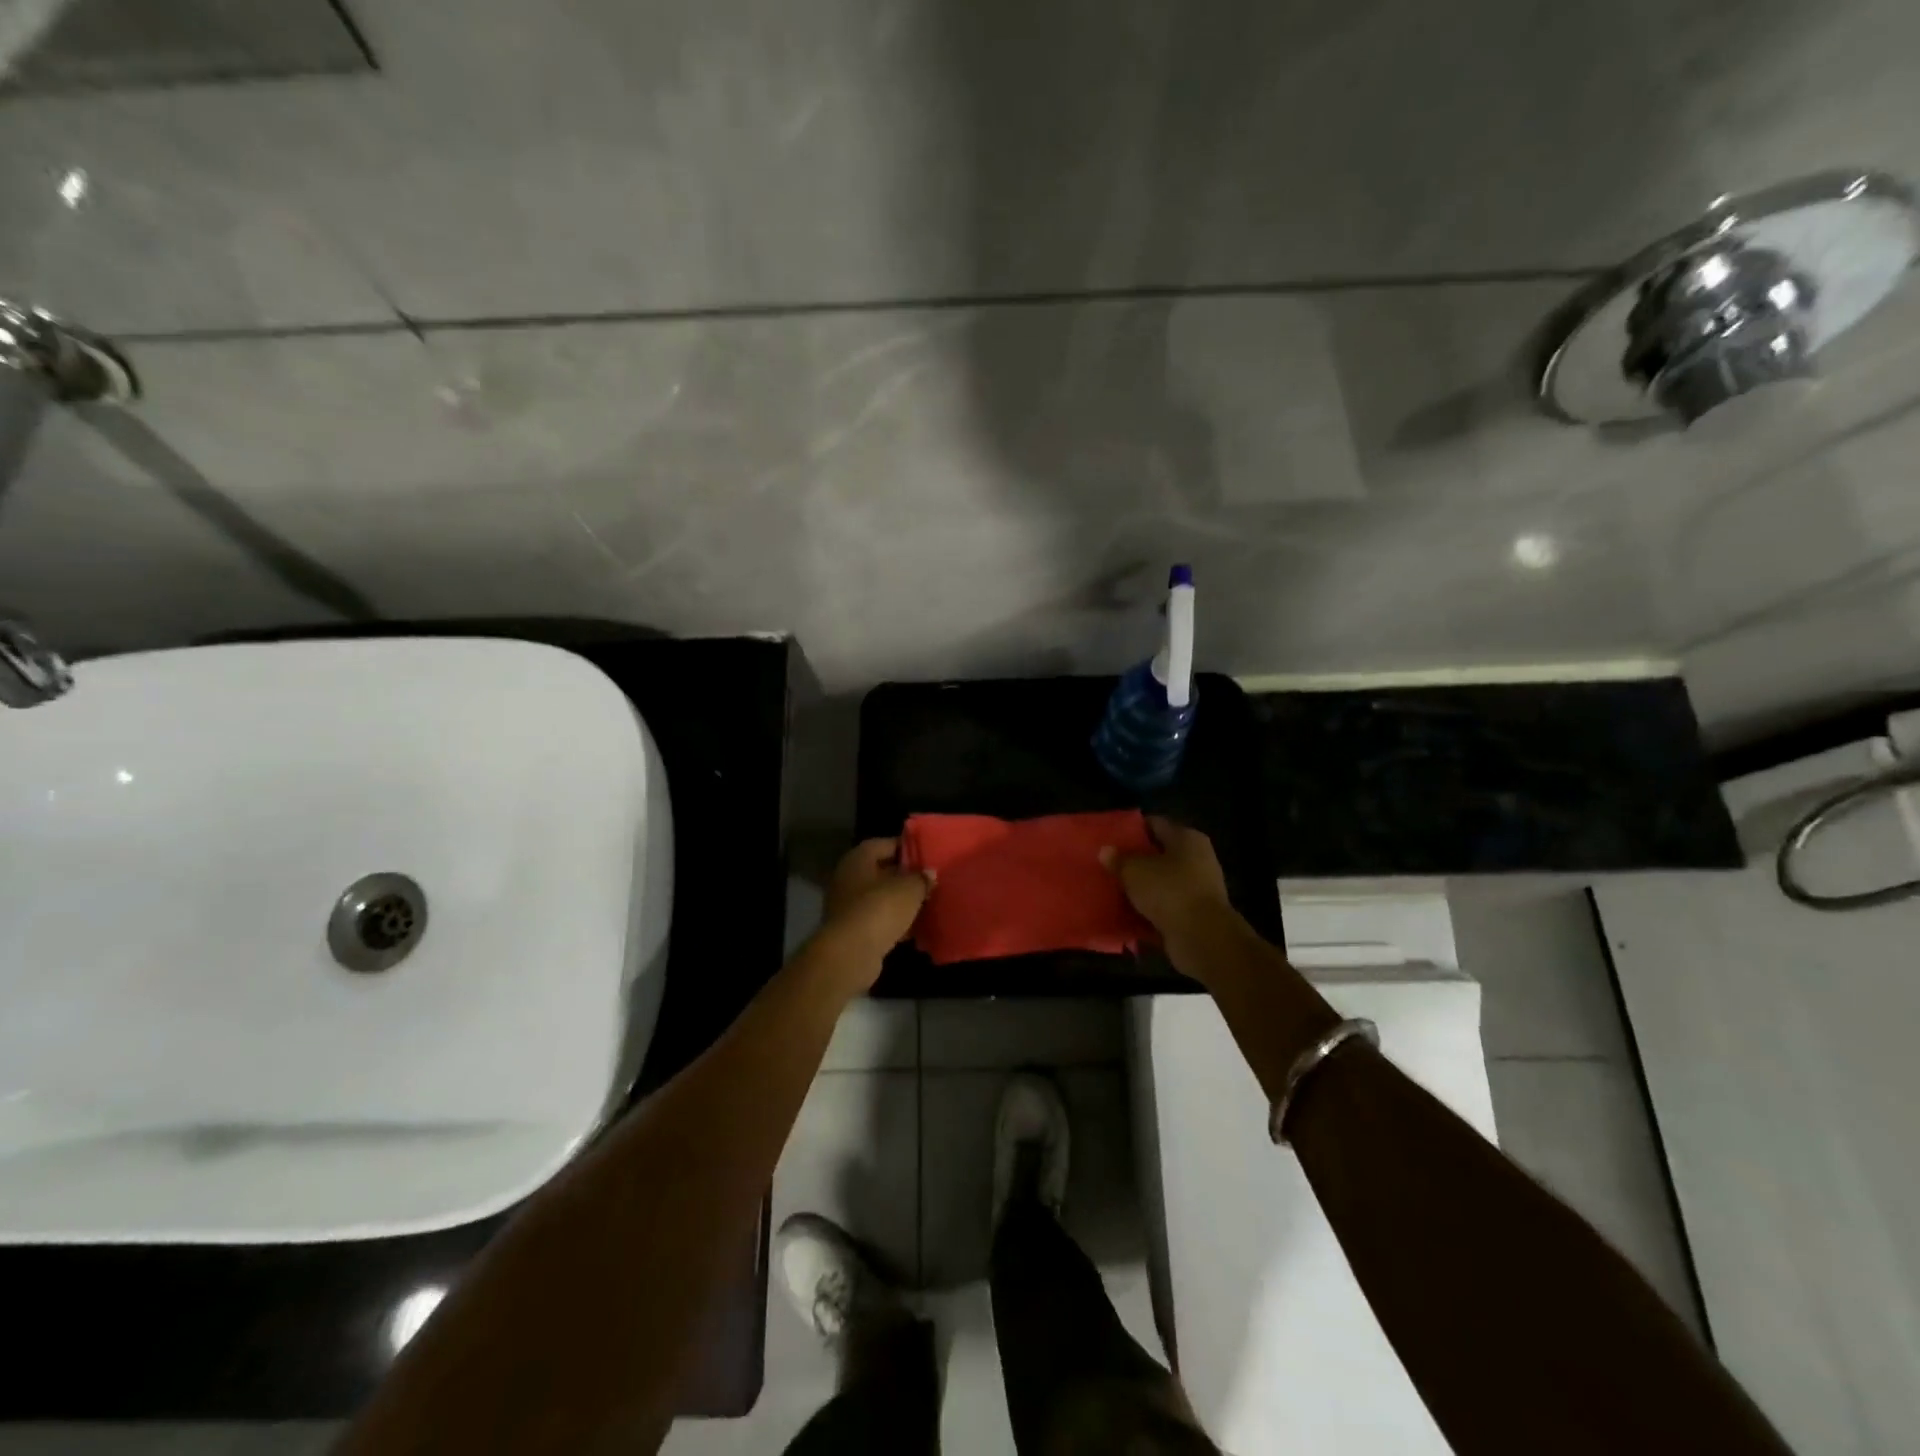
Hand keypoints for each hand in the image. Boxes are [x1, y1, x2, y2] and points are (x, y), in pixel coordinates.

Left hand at [818, 838, 932, 968]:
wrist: (850, 954)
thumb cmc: (879, 909)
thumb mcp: (910, 889)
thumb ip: (921, 878)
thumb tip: (929, 873)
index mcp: (858, 859)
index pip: (885, 844)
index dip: (907, 847)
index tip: (928, 854)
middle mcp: (848, 878)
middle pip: (881, 872)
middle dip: (905, 877)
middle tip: (930, 880)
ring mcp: (847, 906)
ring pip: (880, 898)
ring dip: (901, 902)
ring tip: (927, 904)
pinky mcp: (852, 931)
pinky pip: (878, 921)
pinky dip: (894, 924)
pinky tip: (915, 930)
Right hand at [1103, 816, 1235, 947]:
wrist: (1202, 938)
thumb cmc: (1169, 891)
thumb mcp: (1134, 870)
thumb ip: (1118, 859)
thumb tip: (1105, 850)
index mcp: (1186, 838)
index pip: (1155, 824)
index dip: (1131, 829)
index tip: (1109, 837)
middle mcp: (1197, 859)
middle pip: (1158, 855)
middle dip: (1134, 861)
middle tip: (1107, 865)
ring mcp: (1197, 889)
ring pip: (1160, 883)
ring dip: (1140, 889)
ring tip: (1112, 891)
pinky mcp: (1194, 915)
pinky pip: (1164, 908)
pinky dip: (1147, 911)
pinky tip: (1125, 915)